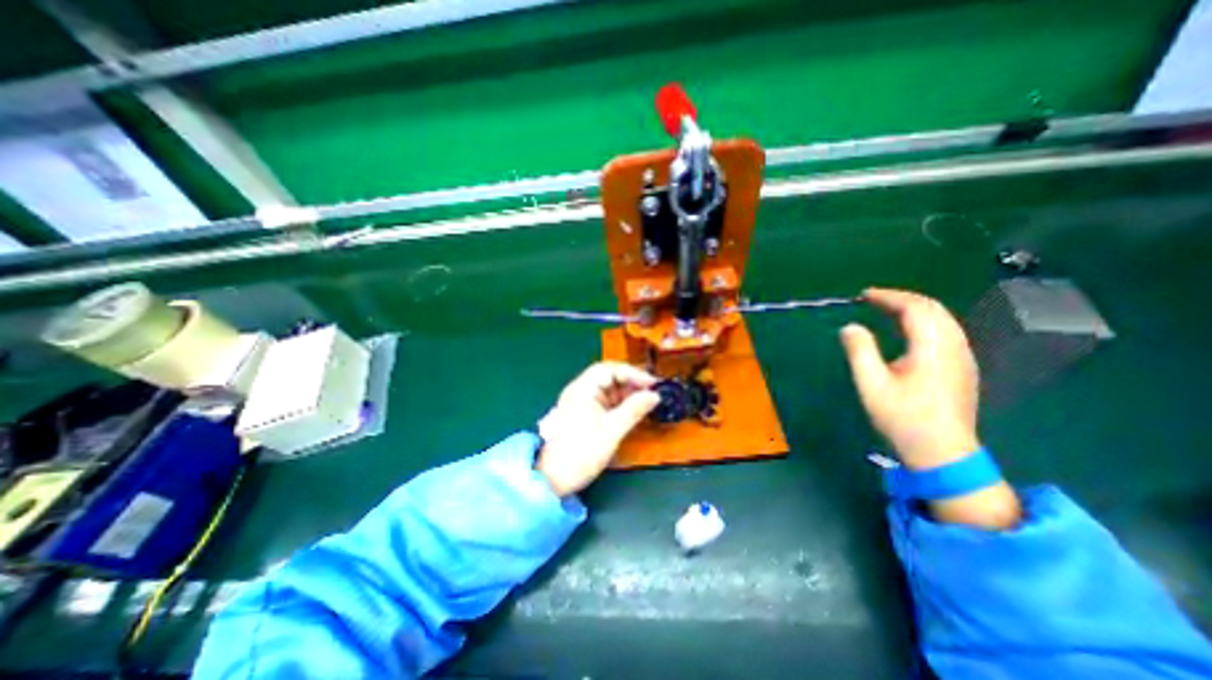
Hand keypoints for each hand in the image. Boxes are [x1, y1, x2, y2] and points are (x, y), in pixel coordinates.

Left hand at [535, 363, 658, 495]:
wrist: (553, 479)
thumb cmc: (582, 452)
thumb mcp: (612, 431)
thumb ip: (634, 410)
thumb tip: (655, 395)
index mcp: (583, 388)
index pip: (610, 369)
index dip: (633, 373)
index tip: (652, 384)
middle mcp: (580, 390)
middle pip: (609, 376)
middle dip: (631, 382)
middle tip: (653, 391)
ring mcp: (581, 401)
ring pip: (608, 389)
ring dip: (627, 393)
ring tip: (647, 401)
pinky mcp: (584, 413)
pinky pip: (605, 401)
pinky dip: (620, 403)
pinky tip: (633, 410)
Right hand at [846, 288, 982, 472]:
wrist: (943, 453)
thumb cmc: (903, 418)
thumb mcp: (872, 384)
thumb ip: (860, 351)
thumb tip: (849, 327)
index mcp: (932, 348)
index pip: (915, 308)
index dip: (889, 297)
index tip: (863, 295)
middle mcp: (954, 347)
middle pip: (933, 309)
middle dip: (902, 299)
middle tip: (873, 300)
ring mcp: (963, 358)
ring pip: (943, 320)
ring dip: (915, 309)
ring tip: (886, 311)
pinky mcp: (962, 369)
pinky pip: (946, 332)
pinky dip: (924, 322)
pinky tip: (908, 332)